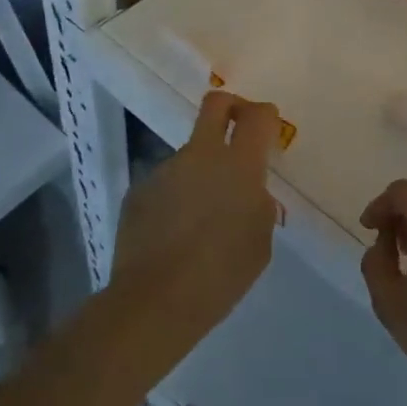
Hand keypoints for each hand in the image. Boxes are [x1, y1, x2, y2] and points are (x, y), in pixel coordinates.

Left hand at [114, 90, 280, 359]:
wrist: (155, 301)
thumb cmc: (222, 274)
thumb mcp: (260, 241)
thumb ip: (259, 205)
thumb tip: (249, 193)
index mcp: (239, 165)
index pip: (258, 115)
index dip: (265, 115)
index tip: (267, 130)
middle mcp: (201, 155)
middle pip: (216, 104)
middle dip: (231, 106)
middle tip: (237, 126)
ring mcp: (166, 169)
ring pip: (190, 155)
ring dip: (200, 173)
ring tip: (200, 218)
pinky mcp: (139, 190)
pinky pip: (166, 184)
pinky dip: (175, 199)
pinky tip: (173, 234)